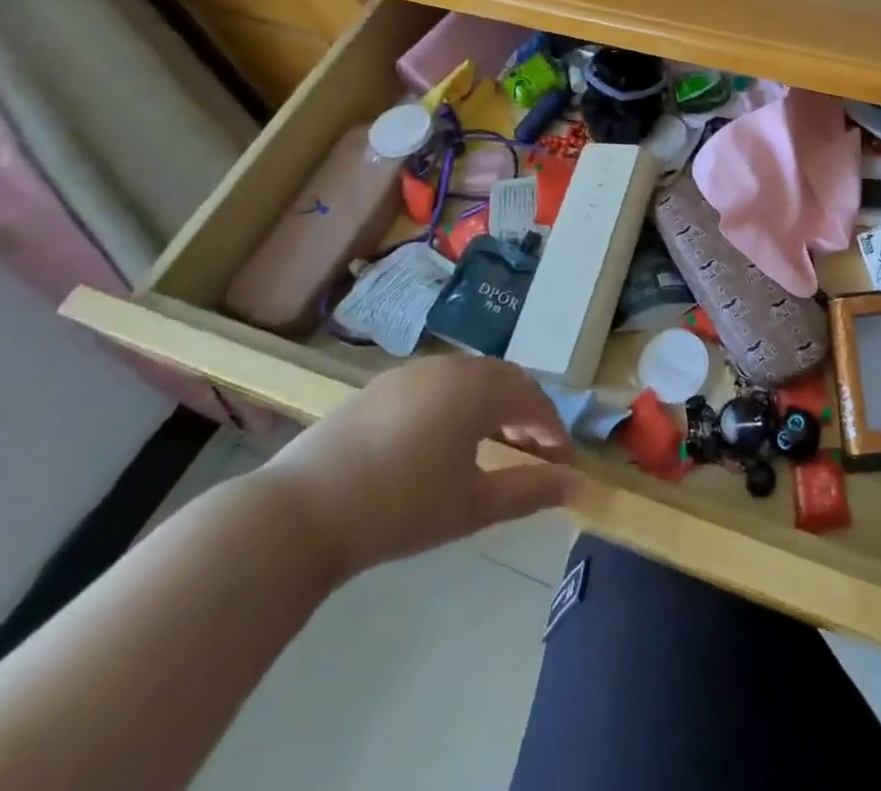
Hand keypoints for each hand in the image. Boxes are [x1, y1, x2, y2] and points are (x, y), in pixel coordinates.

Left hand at [258, 356, 582, 579]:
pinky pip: (436, 385)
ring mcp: (411, 373)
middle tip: (533, 451)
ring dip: (490, 406)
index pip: (532, 399)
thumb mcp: (472, 505)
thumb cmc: (400, 508)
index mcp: (478, 387)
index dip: (552, 429)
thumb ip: (530, 490)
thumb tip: (579, 485)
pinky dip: (455, 405)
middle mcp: (450, 367)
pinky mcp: (380, 386)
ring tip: (491, 445)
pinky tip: (442, 441)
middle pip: (503, 381)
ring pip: (468, 380)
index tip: (562, 461)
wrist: (301, 512)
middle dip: (524, 413)